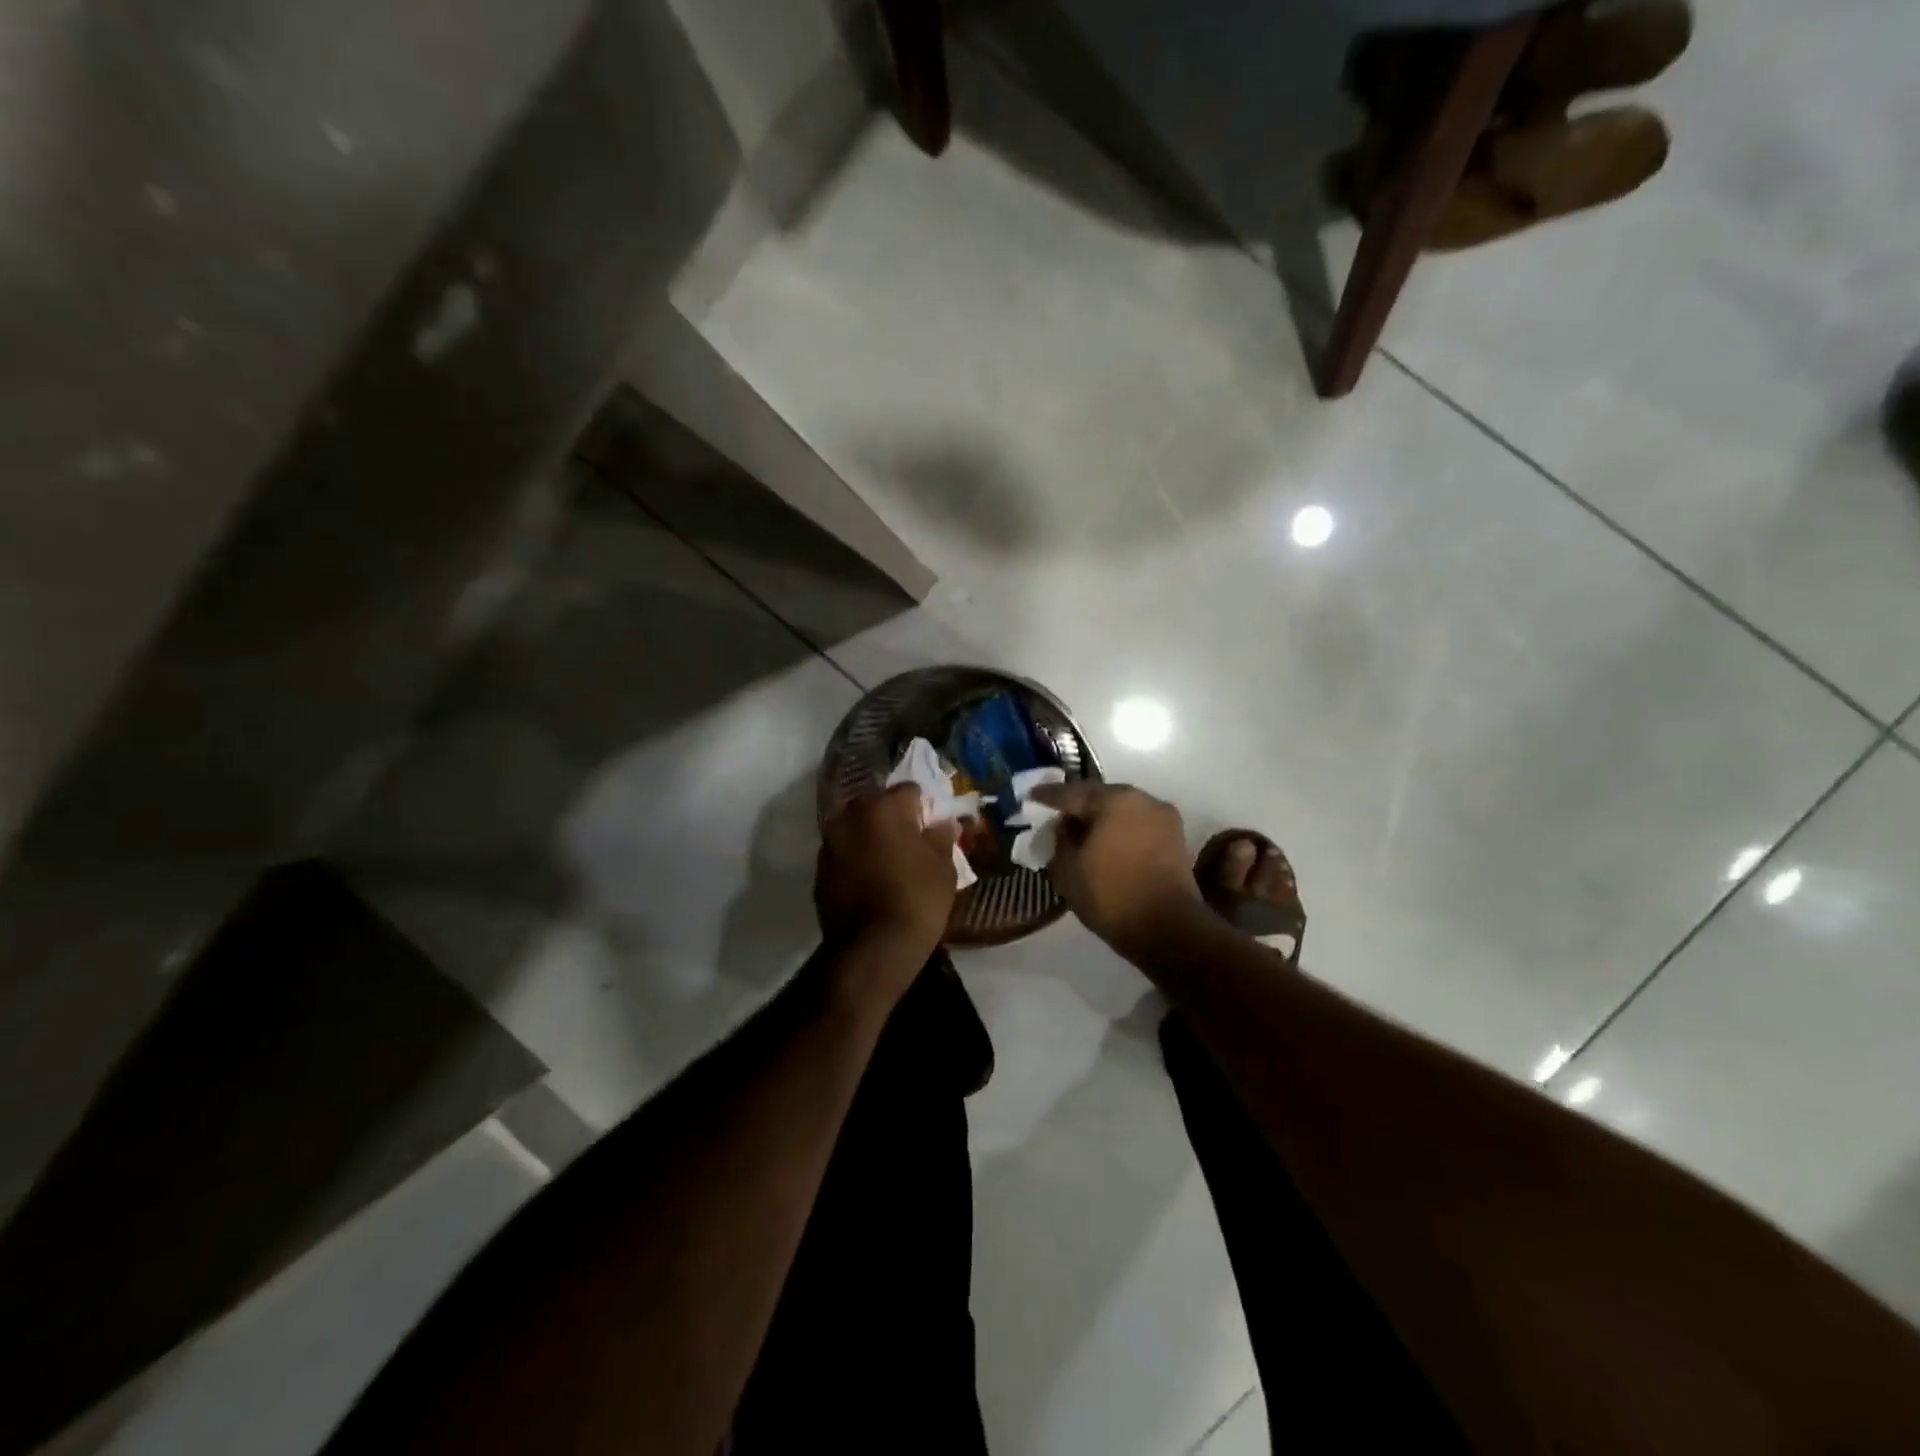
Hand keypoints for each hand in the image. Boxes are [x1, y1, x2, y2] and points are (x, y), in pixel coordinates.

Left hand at [815, 783, 960, 963]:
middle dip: (894, 820)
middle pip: (877, 806)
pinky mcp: (819, 872)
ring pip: (857, 830)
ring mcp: (829, 844)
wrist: (872, 950)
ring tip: (891, 865)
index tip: (933, 828)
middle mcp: (848, 817)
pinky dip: (857, 861)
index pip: (909, 791)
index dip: (924, 808)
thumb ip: (941, 836)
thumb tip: (943, 823)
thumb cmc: (916, 900)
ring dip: (872, 839)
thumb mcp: (943, 867)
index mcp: (881, 807)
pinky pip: (844, 855)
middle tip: (913, 844)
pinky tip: (872, 883)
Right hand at [1029, 782, 1200, 952]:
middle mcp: (1142, 799)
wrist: (1169, 929)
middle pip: (1101, 797)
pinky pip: (1138, 826)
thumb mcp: (1068, 870)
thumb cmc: (1111, 895)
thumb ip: (1061, 839)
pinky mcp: (1176, 839)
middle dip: (1078, 805)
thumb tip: (1065, 825)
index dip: (1047, 795)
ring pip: (1122, 810)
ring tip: (1082, 833)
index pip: (1071, 792)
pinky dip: (1121, 831)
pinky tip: (1107, 845)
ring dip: (1102, 819)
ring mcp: (1163, 818)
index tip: (1031, 796)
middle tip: (1057, 816)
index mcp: (1114, 800)